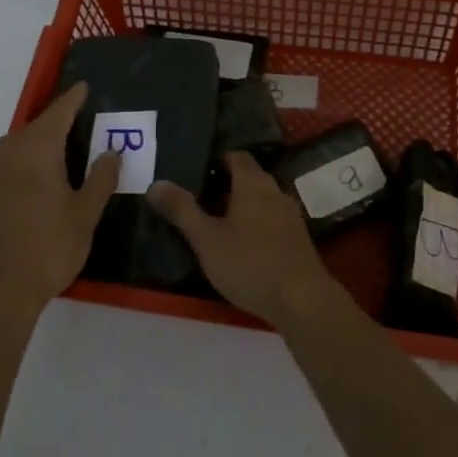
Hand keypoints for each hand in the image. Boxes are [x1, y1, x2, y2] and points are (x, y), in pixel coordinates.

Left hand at [0, 82, 119, 319]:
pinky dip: (17, 166)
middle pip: (33, 128)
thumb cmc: (49, 247)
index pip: (58, 113)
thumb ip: (100, 179)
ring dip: (33, 144)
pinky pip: (0, 169)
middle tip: (75, 123)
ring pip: (13, 148)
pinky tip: (25, 184)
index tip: (83, 87)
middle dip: (53, 122)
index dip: (72, 99)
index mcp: (37, 150)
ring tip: (53, 154)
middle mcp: (8, 154)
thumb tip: (112, 152)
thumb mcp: (85, 214)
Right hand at [147, 152, 337, 328]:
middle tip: (198, 200)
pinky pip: (271, 220)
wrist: (302, 300)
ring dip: (240, 207)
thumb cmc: (250, 263)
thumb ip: (181, 210)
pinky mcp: (297, 239)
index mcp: (253, 184)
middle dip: (225, 185)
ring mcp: (290, 215)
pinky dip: (254, 224)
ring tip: (215, 224)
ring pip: (261, 200)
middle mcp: (275, 191)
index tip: (195, 173)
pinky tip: (241, 246)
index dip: (216, 160)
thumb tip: (156, 183)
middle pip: (249, 177)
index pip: (237, 156)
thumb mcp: (207, 239)